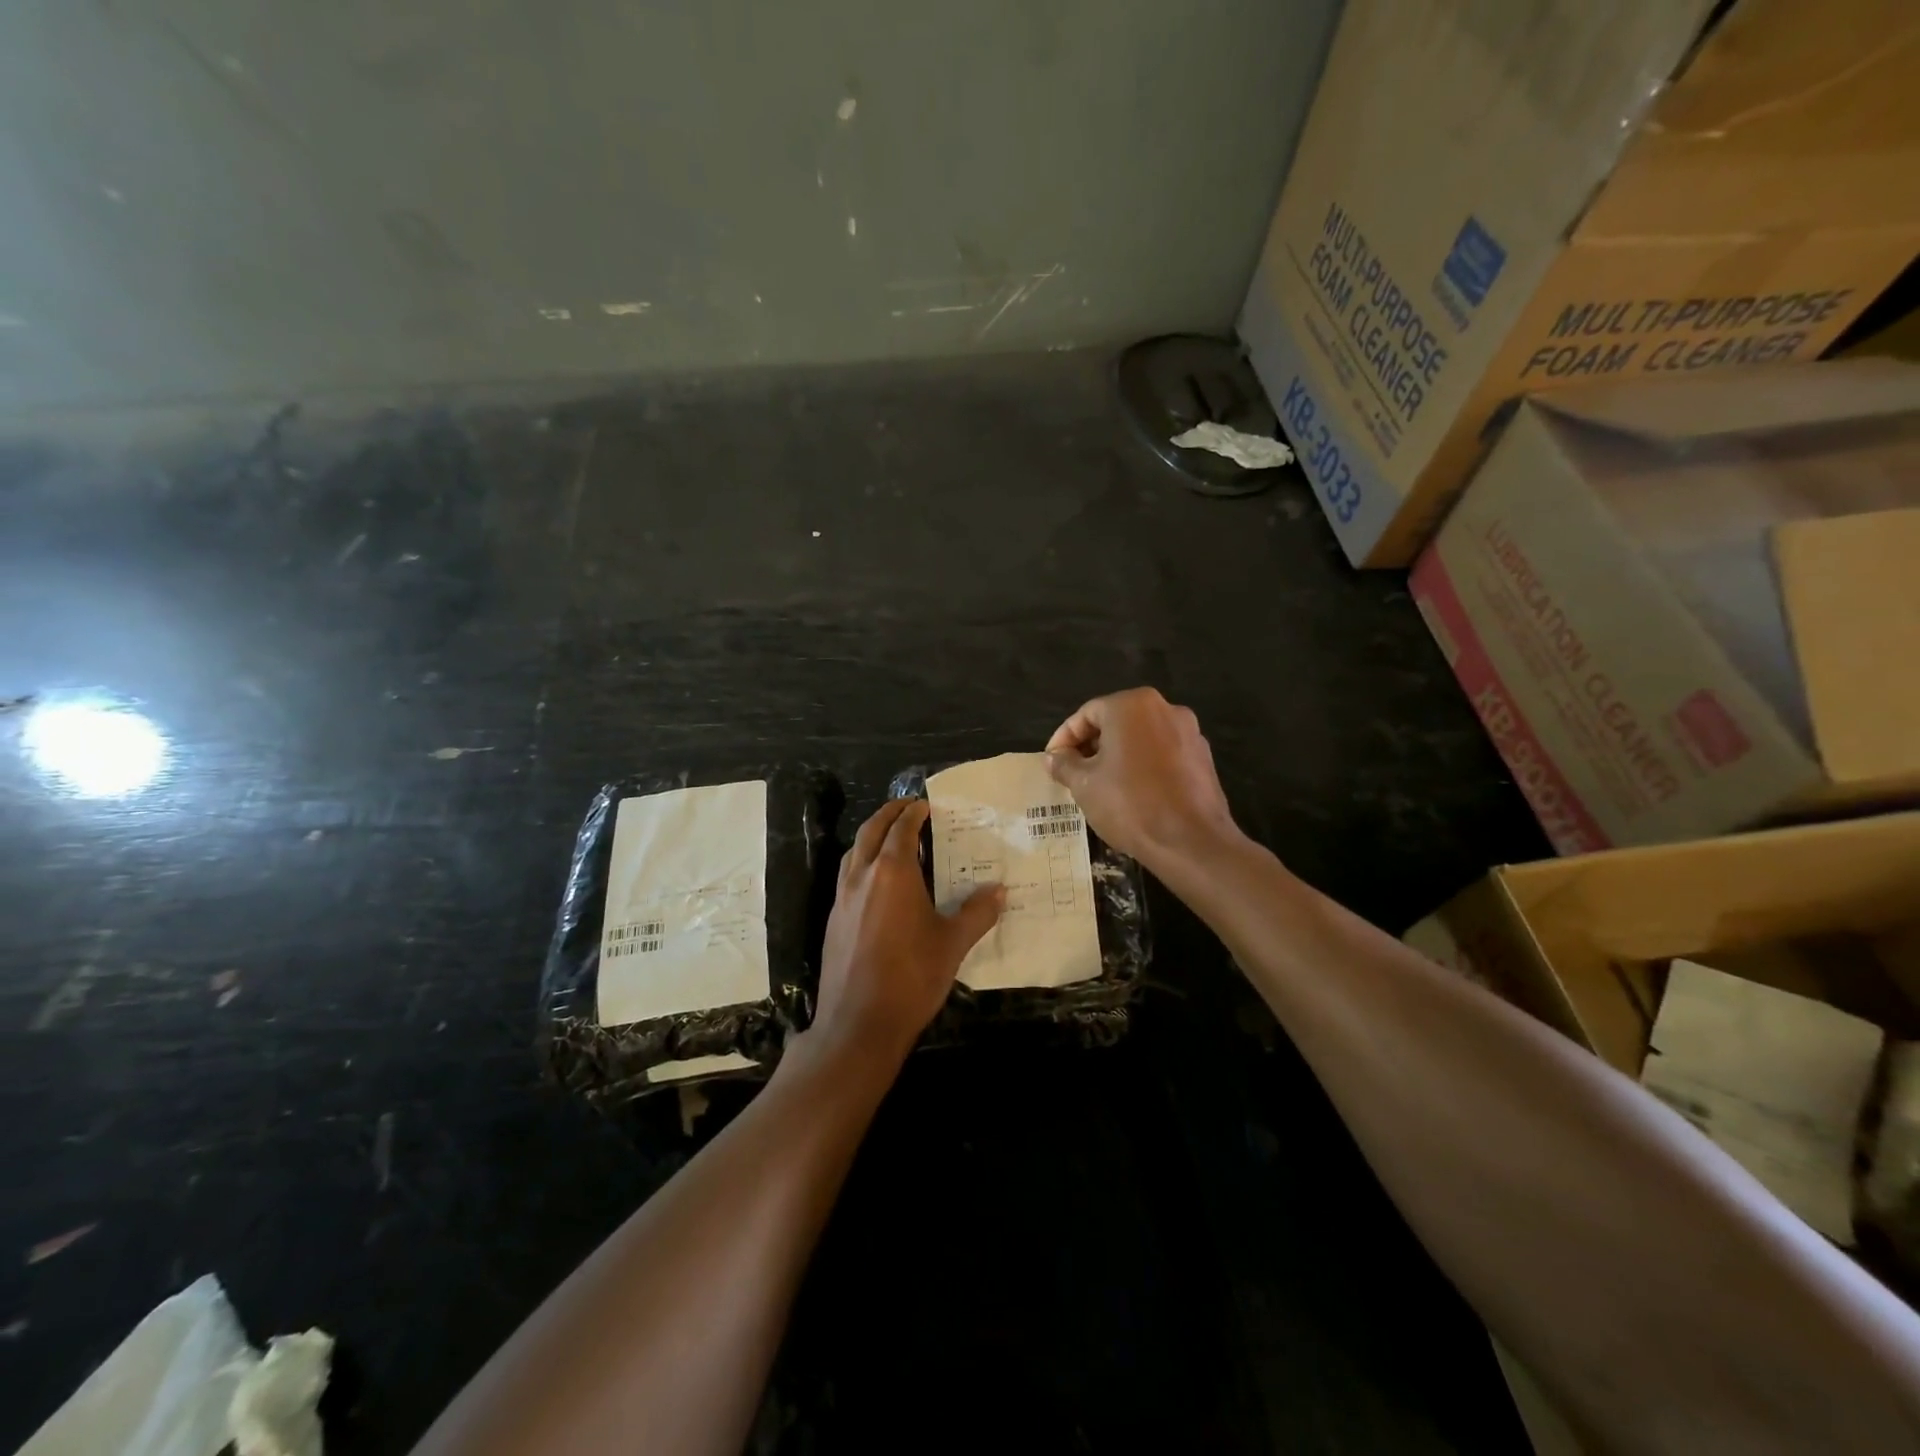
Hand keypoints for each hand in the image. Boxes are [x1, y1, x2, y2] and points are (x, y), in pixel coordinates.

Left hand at [810, 800, 1003, 1062]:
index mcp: (892, 873)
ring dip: (871, 836)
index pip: (901, 828)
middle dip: (888, 814)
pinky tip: (877, 883)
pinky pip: (848, 876)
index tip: (925, 805)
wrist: (858, 1023)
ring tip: (892, 839)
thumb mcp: (952, 944)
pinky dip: (862, 862)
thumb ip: (977, 913)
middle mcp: (862, 876)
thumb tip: (1000, 891)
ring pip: (854, 852)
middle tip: (906, 807)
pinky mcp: (834, 919)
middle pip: (871, 830)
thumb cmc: (911, 977)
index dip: (913, 813)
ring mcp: (842, 898)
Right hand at [1045, 687, 1242, 872]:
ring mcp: (1189, 732)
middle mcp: (1164, 708)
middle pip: (1116, 721)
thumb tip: (1054, 757)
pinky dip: (1143, 765)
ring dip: (1118, 755)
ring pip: (1141, 738)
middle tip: (1073, 772)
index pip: (1087, 714)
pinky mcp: (1203, 757)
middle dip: (1091, 745)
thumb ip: (1064, 764)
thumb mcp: (1084, 785)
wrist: (1191, 841)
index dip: (1064, 738)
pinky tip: (1133, 792)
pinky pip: (1163, 753)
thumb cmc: (1130, 804)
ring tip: (1101, 785)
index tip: (1053, 761)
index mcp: (1132, 706)